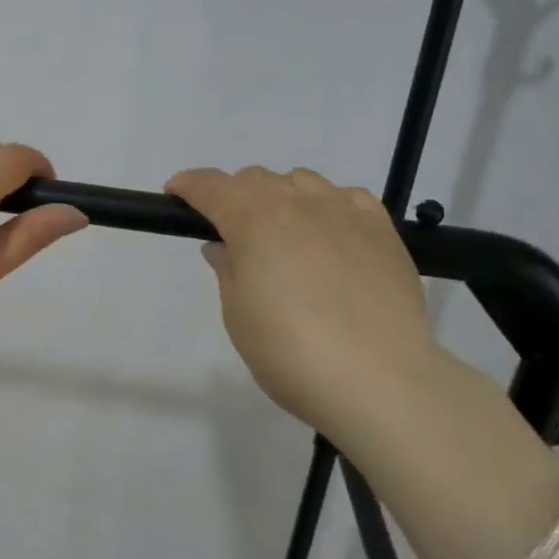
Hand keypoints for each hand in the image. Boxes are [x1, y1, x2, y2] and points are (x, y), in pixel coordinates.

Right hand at [165, 166, 446, 438]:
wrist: (379, 379)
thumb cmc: (291, 352)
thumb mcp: (239, 316)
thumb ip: (229, 272)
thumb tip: (224, 247)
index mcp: (254, 220)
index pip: (212, 186)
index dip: (189, 185)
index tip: (176, 193)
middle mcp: (298, 203)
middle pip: (256, 179)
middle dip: (234, 195)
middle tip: (228, 231)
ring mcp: (345, 212)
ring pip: (302, 181)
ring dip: (280, 197)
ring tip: (282, 234)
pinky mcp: (382, 231)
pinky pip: (348, 198)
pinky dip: (327, 205)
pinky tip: (329, 234)